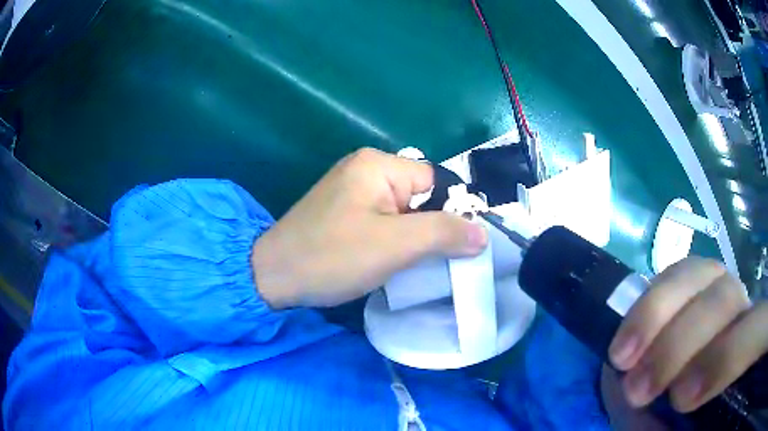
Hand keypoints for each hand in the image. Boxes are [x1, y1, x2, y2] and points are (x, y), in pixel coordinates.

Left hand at [251, 148, 487, 308]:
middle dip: (432, 229)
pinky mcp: (346, 212)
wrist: (273, 276)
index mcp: (378, 165)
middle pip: (421, 196)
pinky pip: (385, 221)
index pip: (436, 181)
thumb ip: (443, 234)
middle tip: (438, 261)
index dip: (452, 213)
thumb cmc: (332, 256)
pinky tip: (395, 261)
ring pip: (404, 212)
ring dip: (414, 238)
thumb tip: (484, 233)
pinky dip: (395, 240)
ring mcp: (353, 191)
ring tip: (417, 265)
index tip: (459, 247)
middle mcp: (366, 169)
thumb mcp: (394, 245)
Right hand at [608, 257, 767, 412]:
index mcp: (752, 347)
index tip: (680, 399)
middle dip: (679, 342)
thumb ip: (681, 429)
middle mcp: (746, 310)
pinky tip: (631, 333)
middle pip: (726, 297)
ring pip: (702, 273)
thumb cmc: (697, 422)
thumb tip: (661, 412)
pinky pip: (681, 273)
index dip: (726, 357)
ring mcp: (727, 290)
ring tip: (621, 358)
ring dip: (656, 313)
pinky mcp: (703, 284)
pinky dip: (653, 299)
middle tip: (638, 389)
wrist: (695, 391)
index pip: (754, 332)